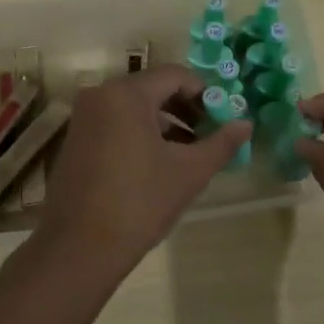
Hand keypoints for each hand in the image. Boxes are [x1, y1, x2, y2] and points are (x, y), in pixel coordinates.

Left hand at [24, 66, 251, 292]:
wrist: (79, 248)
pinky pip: (116, 123)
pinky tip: (161, 163)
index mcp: (125, 94)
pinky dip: (141, 134)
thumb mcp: (189, 172)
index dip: (205, 93)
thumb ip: (221, 144)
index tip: (224, 118)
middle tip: (211, 135)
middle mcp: (100, 95)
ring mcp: (84, 118)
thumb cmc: (139, 203)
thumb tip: (246, 124)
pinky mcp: (76, 140)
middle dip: (186, 109)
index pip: (175, 75)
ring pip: (135, 108)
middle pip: (154, 89)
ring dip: (166, 124)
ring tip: (191, 153)